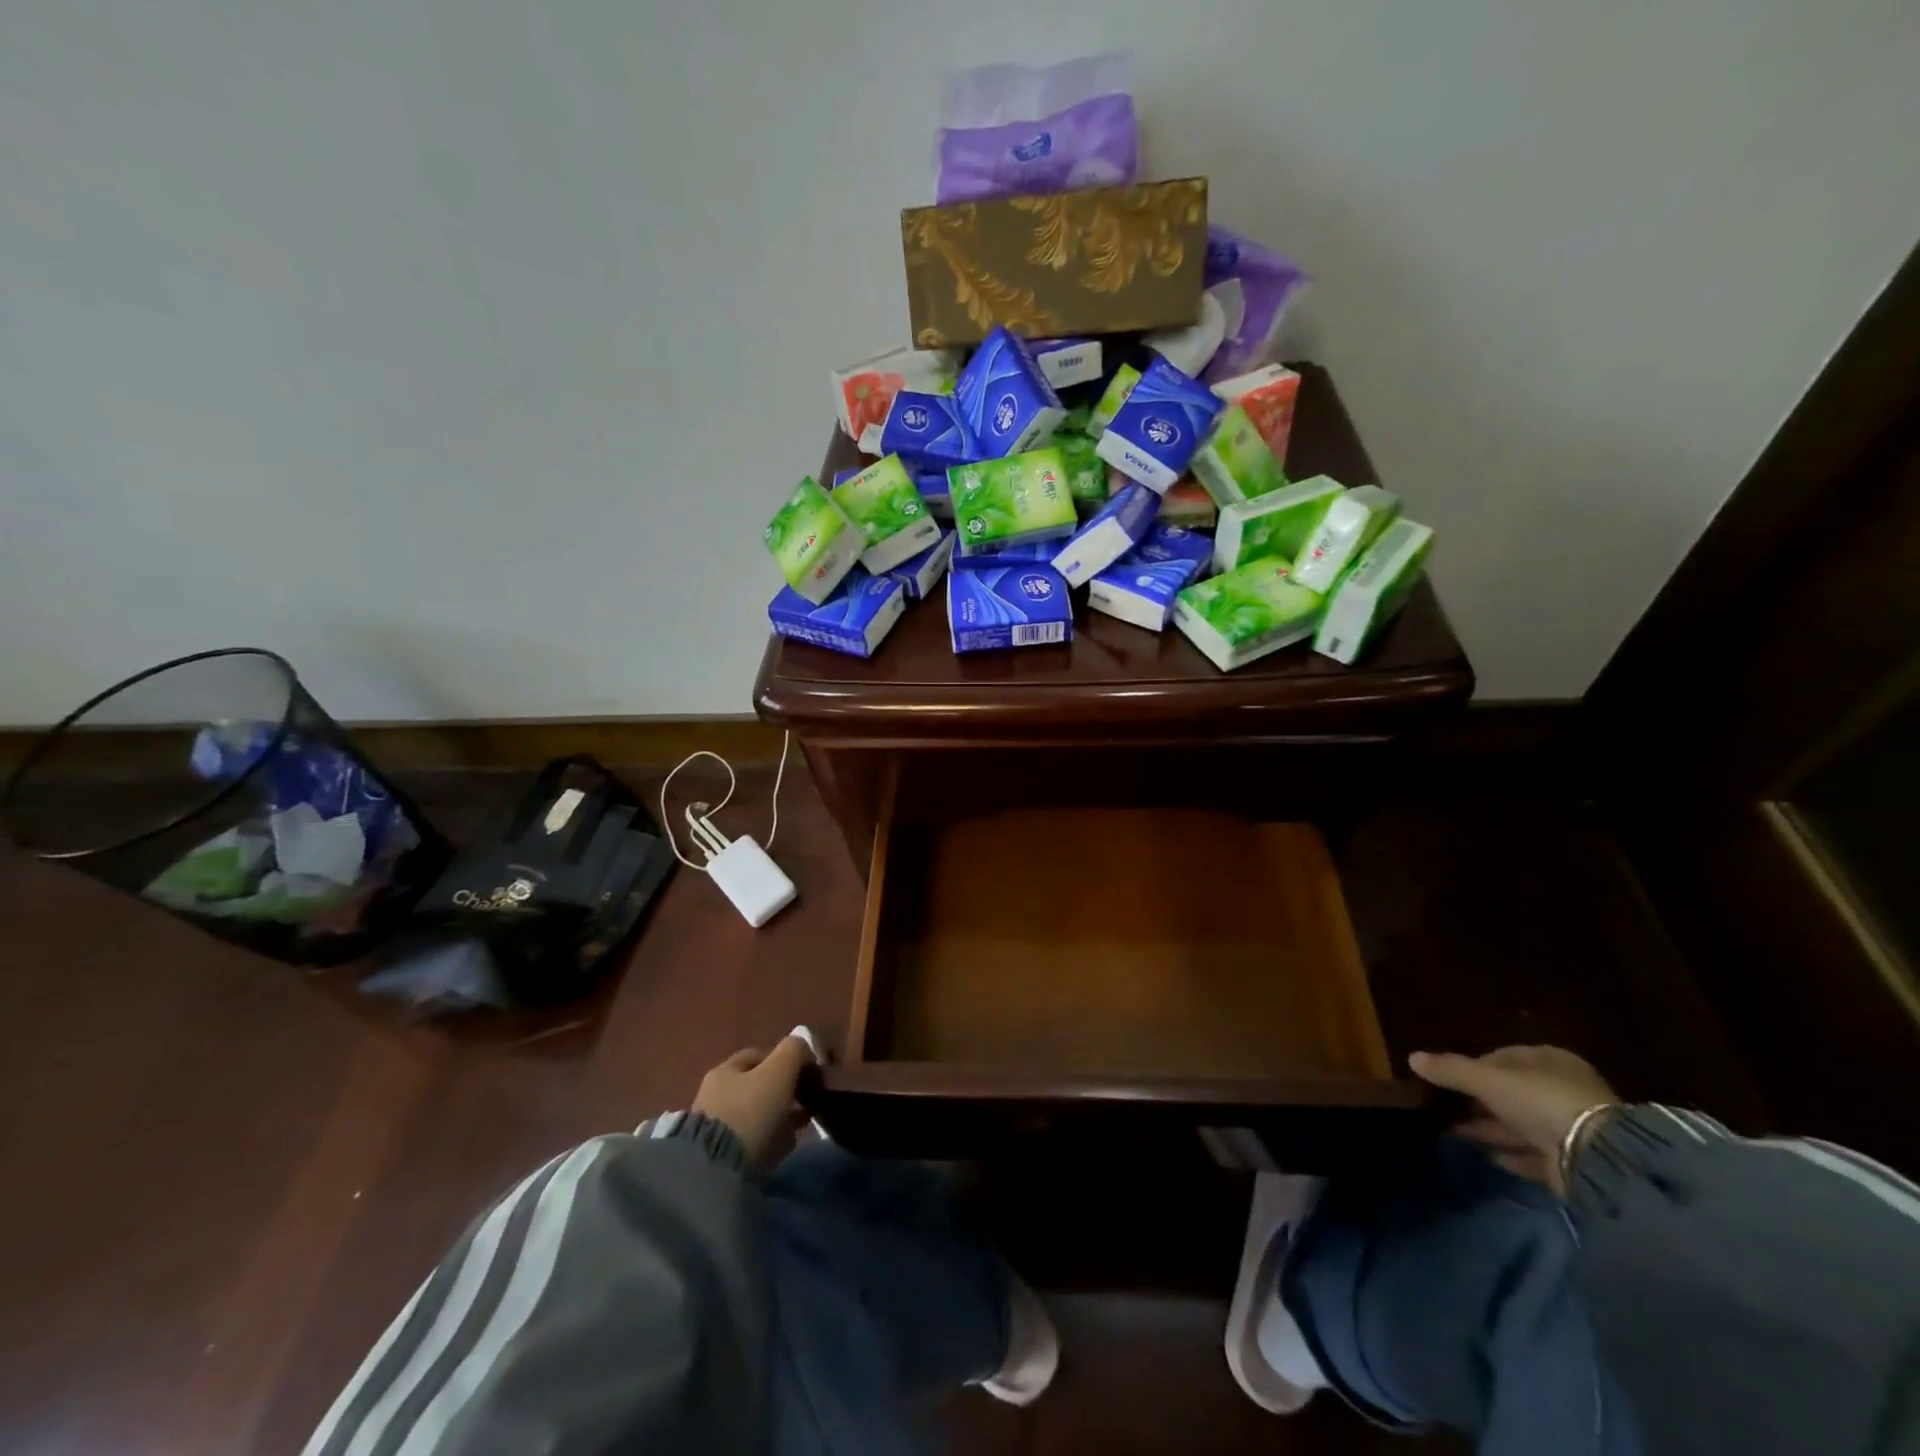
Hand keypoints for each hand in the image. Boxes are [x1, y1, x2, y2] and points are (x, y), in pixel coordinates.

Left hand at [690, 1038, 817, 1170]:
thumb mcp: (779, 1072)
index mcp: (725, 1069)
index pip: (760, 1055)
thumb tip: (805, 1046)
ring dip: (779, 1118)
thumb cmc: (750, 1112)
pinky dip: (768, 1140)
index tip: (808, 1075)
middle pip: (758, 1086)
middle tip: (807, 1104)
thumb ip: (794, 1051)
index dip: (787, 1060)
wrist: (716, 1171)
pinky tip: (782, 1148)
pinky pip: (751, 1140)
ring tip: (799, 1129)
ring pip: (756, 1115)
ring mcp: (714, 1126)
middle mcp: (715, 1093)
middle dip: (785, 1093)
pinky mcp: (716, 1155)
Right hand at [1409, 1045, 1618, 1194]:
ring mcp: (1571, 1127)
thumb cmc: (1541, 1100)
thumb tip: (1412, 1057)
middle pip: (1513, 1092)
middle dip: (1481, 1100)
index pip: (1505, 1057)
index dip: (1476, 1065)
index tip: (1451, 1077)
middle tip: (1448, 1105)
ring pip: (1520, 1123)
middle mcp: (1563, 1090)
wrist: (1599, 1158)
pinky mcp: (1573, 1160)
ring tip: (1454, 1131)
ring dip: (1490, 1128)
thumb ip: (1451, 1069)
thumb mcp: (1487, 1079)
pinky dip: (1510, 1153)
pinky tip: (1487, 1156)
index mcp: (1549, 1061)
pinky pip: (1533, 1153)